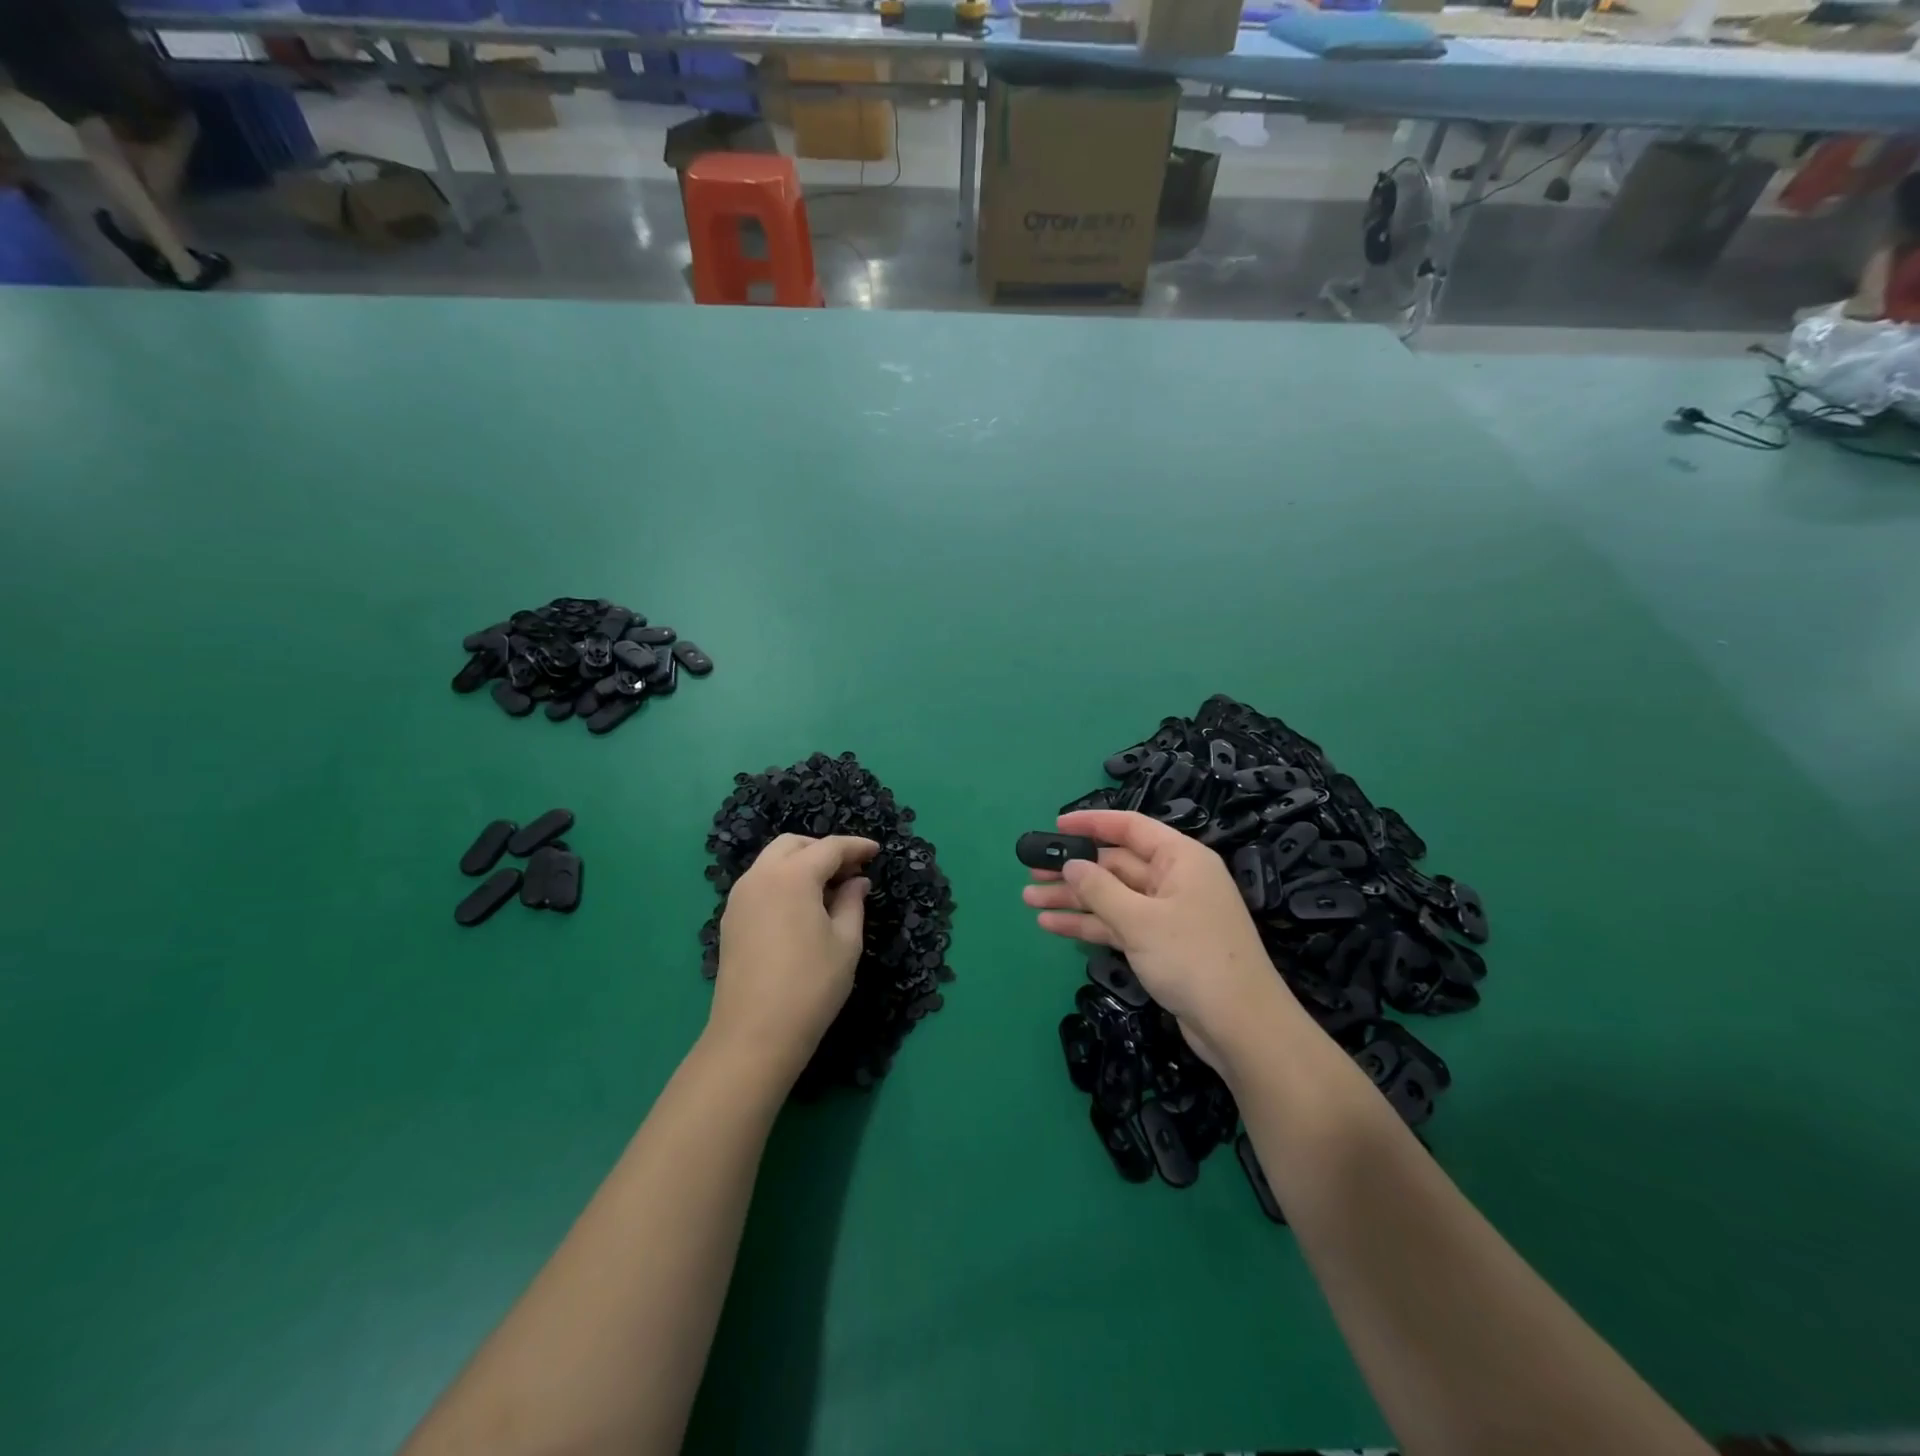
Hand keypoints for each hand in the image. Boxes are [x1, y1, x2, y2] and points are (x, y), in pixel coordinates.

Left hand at [709, 834, 877, 1084]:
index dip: (856, 847)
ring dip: (801, 863)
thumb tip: (856, 882)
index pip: (829, 848)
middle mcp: (760, 877)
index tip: (876, 851)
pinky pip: (759, 883)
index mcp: (792, 877)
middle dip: (823, 849)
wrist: (754, 1035)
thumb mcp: (845, 943)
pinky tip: (802, 906)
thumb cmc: (811, 986)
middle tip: (850, 870)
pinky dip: (783, 881)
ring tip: (828, 888)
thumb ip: (852, 903)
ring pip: (772, 861)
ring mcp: (739, 898)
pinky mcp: (730, 919)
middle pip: (793, 845)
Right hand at [1022, 809, 1300, 1073]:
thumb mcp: (1140, 920)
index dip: (1092, 823)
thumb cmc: (1193, 958)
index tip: (1055, 826)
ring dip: (1073, 898)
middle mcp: (1174, 879)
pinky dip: (1088, 924)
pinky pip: (1118, 924)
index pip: (1131, 827)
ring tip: (1029, 898)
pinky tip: (1051, 925)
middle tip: (1030, 869)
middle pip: (1116, 864)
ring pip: (1112, 896)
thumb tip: (1072, 865)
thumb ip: (1099, 889)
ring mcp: (1167, 914)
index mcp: (1180, 859)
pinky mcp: (1161, 945)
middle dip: (1074, 868)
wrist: (1241, 1027)